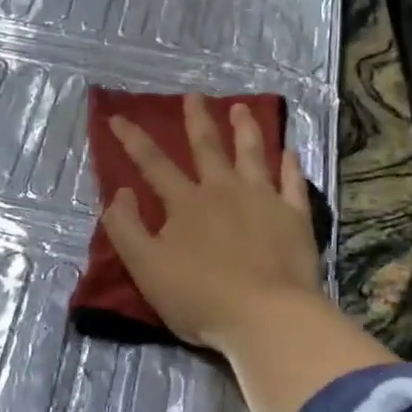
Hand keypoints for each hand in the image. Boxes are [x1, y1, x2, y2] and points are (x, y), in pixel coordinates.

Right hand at [103, 93, 326, 356]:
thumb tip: (120, 192)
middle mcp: (223, 190)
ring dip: (245, 129)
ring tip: (241, 108)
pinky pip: (292, 183)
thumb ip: (126, 228)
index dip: (133, 139)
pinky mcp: (294, 216)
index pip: (153, 163)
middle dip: (197, 119)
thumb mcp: (146, 268)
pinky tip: (289, 152)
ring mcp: (263, 200)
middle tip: (194, 95)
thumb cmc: (200, 297)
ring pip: (252, 154)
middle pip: (207, 147)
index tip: (117, 117)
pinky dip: (290, 166)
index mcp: (186, 203)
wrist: (266, 317)